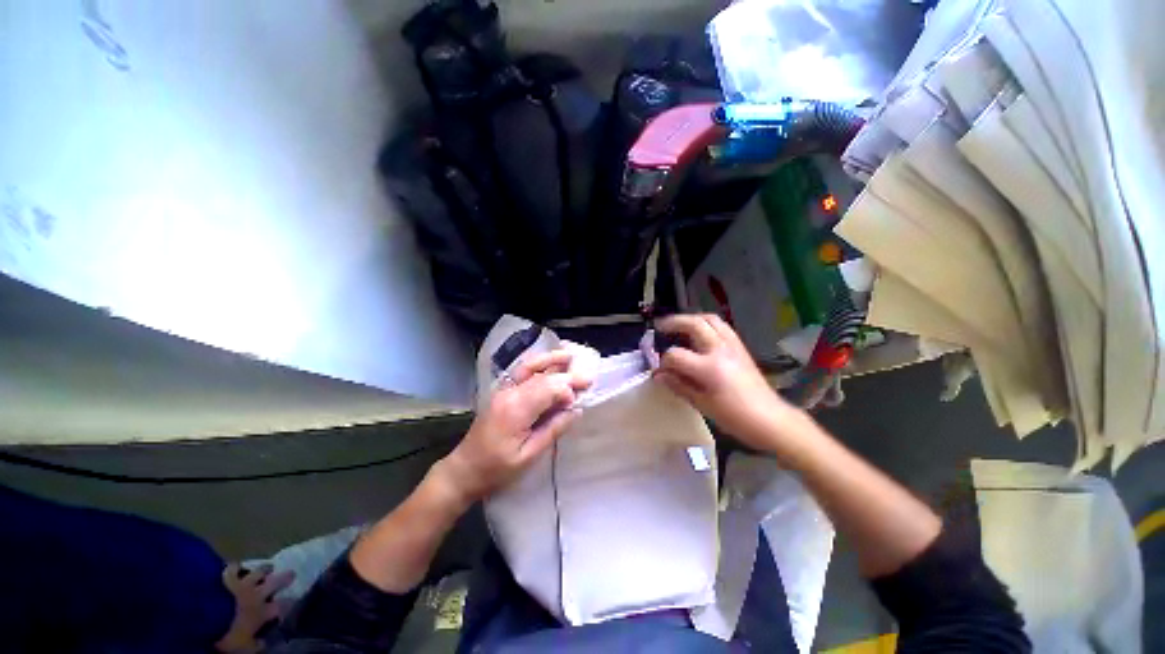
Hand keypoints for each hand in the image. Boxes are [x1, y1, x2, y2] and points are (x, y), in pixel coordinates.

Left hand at [216, 563, 294, 652]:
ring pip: (258, 572)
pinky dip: (236, 566)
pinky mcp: (228, 576)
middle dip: (284, 578)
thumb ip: (254, 645)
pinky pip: (233, 568)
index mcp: (262, 612)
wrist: (206, 615)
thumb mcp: (242, 647)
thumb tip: (263, 644)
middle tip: (292, 573)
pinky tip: (237, 564)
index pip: (281, 607)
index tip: (295, 600)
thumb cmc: (228, 633)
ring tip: (269, 566)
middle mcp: (257, 594)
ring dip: (264, 569)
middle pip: (275, 583)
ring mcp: (243, 583)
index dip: (289, 604)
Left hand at [441, 350, 591, 502]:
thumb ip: (553, 430)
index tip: (577, 403)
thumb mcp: (529, 456)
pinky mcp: (502, 391)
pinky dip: (538, 365)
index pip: (548, 388)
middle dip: (566, 375)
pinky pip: (522, 372)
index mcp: (516, 410)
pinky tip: (550, 364)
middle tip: (587, 377)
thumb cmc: (497, 469)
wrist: (464, 469)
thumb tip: (576, 411)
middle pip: (542, 376)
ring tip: (570, 355)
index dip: (566, 391)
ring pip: (530, 367)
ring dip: (551, 360)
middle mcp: (509, 393)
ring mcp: (503, 390)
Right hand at [655, 314, 798, 448]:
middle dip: (673, 322)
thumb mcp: (702, 405)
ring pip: (710, 319)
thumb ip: (678, 386)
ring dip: (691, 318)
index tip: (659, 370)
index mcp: (709, 368)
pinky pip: (721, 326)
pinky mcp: (740, 347)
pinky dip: (706, 324)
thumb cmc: (735, 417)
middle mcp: (720, 350)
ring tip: (679, 325)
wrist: (771, 420)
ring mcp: (732, 345)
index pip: (676, 355)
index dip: (664, 362)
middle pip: (694, 324)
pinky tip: (699, 333)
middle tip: (660, 326)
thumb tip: (658, 375)